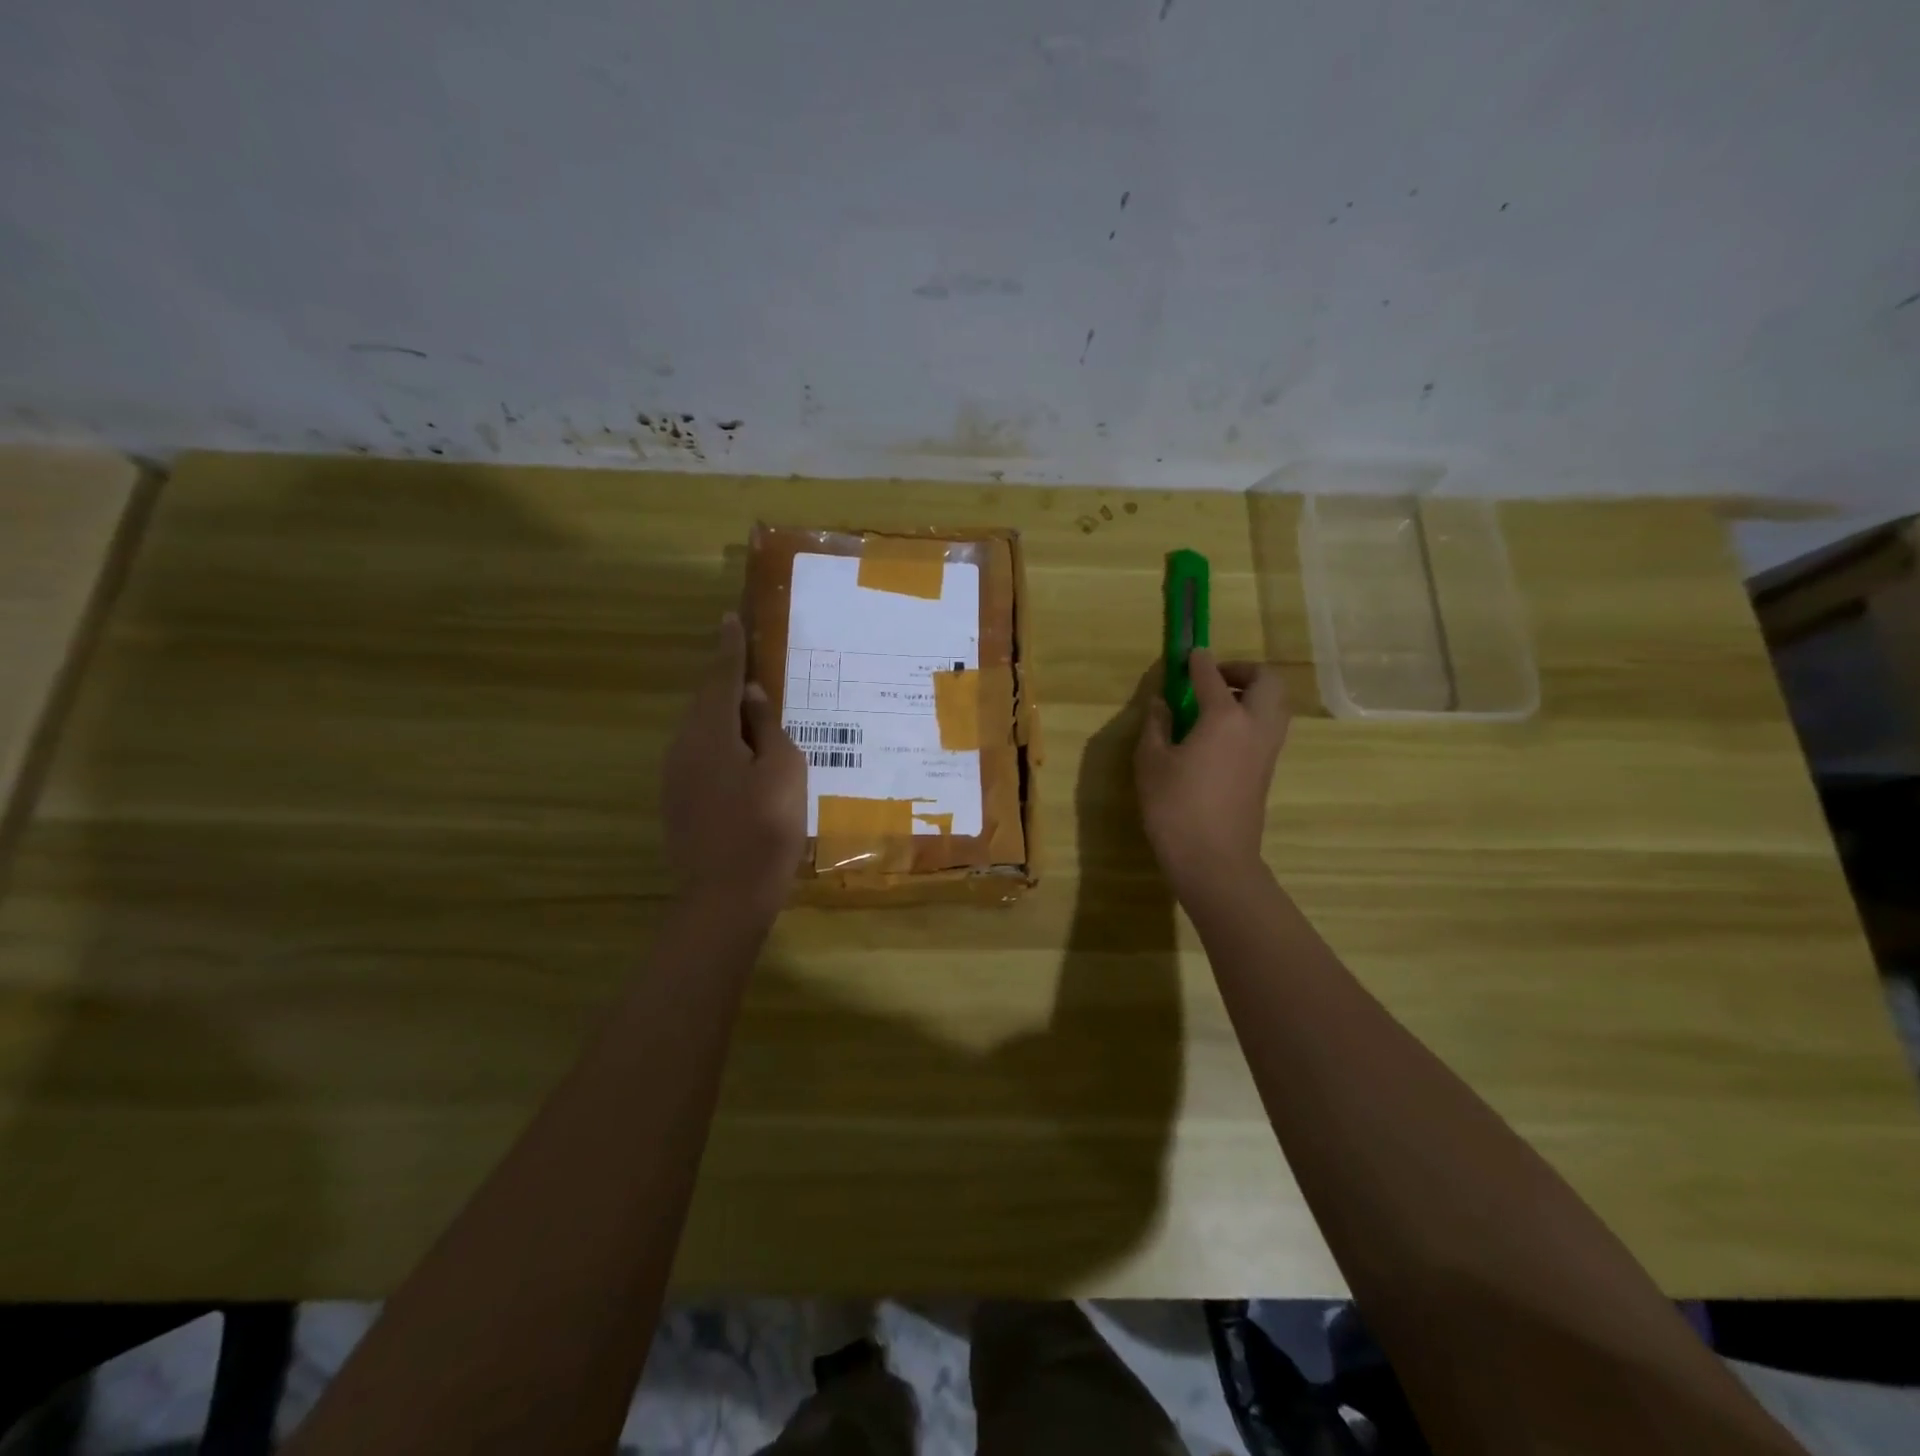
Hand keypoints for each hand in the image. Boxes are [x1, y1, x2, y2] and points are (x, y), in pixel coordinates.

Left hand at [662, 613, 806, 914]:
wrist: (724, 899)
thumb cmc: (765, 830)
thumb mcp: (783, 772)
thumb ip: (767, 728)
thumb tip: (750, 696)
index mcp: (710, 734)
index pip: (721, 678)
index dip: (730, 648)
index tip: (731, 618)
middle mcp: (684, 748)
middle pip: (706, 702)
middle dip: (726, 680)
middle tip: (750, 661)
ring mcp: (676, 777)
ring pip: (702, 731)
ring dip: (725, 715)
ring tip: (754, 709)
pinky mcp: (679, 802)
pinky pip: (701, 755)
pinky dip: (722, 743)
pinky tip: (743, 755)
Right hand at [1135, 650, 1288, 898]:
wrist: (1214, 860)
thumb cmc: (1175, 808)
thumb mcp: (1151, 762)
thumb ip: (1156, 725)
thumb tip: (1162, 703)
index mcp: (1224, 718)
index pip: (1212, 676)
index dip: (1198, 662)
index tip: (1187, 655)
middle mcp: (1255, 725)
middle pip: (1267, 680)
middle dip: (1242, 670)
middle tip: (1212, 678)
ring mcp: (1267, 749)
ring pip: (1275, 703)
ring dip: (1252, 692)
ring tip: (1216, 704)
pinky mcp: (1267, 769)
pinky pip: (1269, 726)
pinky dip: (1253, 715)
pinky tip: (1221, 733)